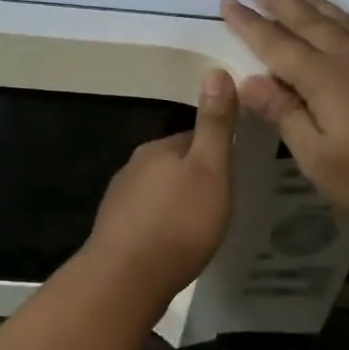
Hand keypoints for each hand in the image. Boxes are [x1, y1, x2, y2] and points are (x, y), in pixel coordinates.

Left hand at [84, 69, 236, 298]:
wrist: (125, 279)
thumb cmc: (177, 222)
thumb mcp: (209, 170)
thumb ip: (214, 125)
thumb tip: (216, 70)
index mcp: (158, 148)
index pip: (193, 137)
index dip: (216, 150)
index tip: (234, 168)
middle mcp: (134, 166)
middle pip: (174, 163)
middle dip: (195, 176)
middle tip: (221, 199)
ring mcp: (120, 199)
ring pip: (158, 190)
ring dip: (177, 201)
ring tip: (200, 223)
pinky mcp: (114, 230)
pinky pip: (146, 217)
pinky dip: (162, 223)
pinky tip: (173, 243)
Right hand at [221, 0, 348, 230]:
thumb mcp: (317, 157)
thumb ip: (284, 115)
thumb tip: (249, 81)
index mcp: (325, 78)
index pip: (277, 44)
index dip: (250, 24)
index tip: (227, 3)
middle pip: (310, 21)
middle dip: (280, 2)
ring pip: (341, 19)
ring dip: (316, 2)